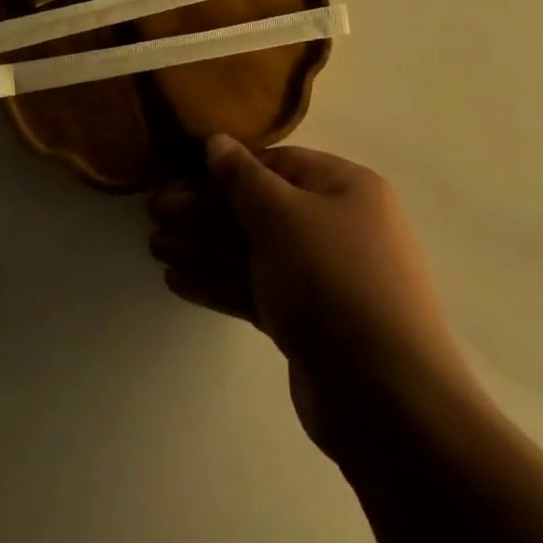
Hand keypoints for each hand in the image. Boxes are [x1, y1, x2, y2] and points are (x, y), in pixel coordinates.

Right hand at [148, 135, 469, 454]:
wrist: (387, 400)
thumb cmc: (334, 282)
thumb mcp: (283, 217)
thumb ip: (243, 179)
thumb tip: (216, 142)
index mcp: (345, 187)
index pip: (277, 164)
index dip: (227, 168)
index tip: (180, 174)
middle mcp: (338, 225)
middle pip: (260, 209)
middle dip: (206, 212)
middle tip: (155, 215)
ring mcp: (324, 278)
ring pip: (255, 252)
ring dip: (205, 248)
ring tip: (155, 249)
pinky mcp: (309, 323)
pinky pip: (258, 290)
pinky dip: (221, 283)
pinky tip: (178, 281)